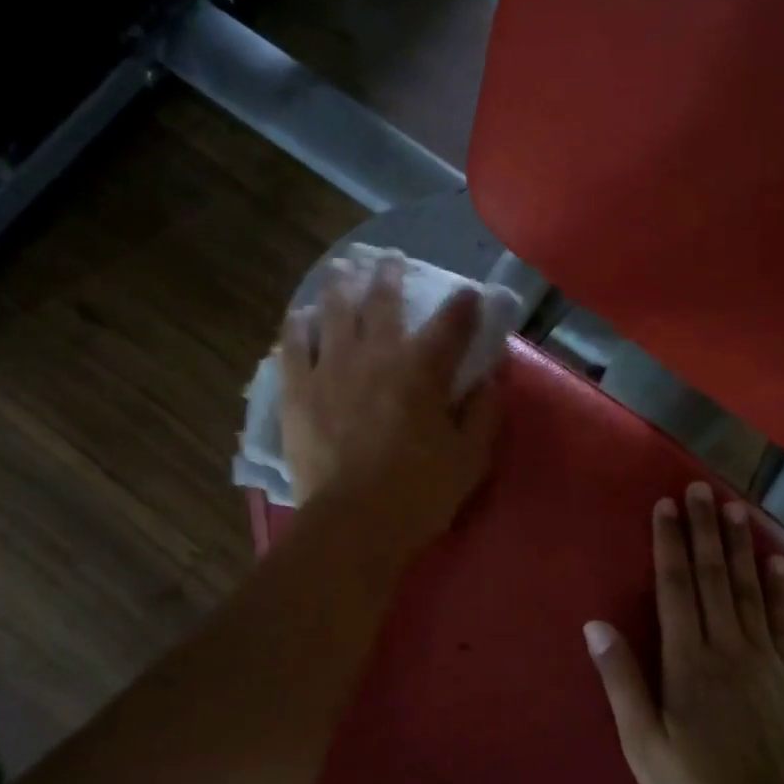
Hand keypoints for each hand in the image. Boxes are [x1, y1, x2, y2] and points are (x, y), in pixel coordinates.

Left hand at [279, 255, 499, 558]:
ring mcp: (331, 369)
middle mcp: (375, 356)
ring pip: (333, 312)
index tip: (470, 292)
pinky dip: (297, 326)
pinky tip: (299, 315)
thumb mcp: (470, 457)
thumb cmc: (420, 493)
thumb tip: (490, 379)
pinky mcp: (299, 391)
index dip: (463, 304)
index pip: (450, 324)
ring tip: (341, 269)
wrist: (353, 524)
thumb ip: (484, 412)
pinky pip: (293, 346)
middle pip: (382, 303)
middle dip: (389, 276)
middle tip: (389, 259)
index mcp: (422, 370)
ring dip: (340, 286)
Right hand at [584, 482, 783, 783]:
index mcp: (688, 662)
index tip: (666, 504)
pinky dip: (778, 587)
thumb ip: (622, 682)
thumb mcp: (644, 747)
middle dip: (704, 529)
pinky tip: (777, 562)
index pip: (676, 587)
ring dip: (739, 545)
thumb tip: (596, 625)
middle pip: (712, 576)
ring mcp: (764, 660)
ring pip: (748, 588)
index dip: (669, 543)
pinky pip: (782, 620)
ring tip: (734, 507)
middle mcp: (728, 648)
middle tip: (699, 487)